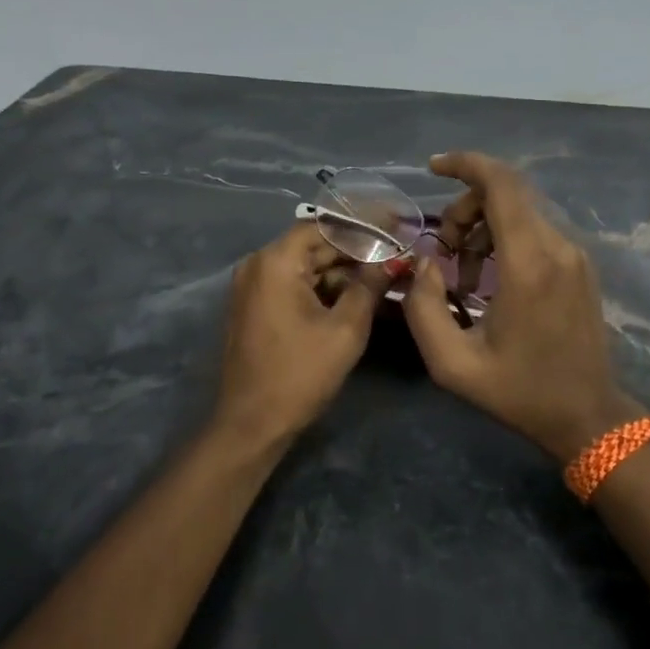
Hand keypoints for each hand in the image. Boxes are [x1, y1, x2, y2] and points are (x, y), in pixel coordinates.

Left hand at [212, 223, 384, 447]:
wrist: (252, 424)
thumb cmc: (300, 373)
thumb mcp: (345, 329)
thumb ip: (369, 286)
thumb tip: (393, 260)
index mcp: (276, 262)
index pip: (325, 226)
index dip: (364, 225)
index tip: (397, 225)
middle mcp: (258, 265)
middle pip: (315, 245)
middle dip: (357, 250)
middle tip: (398, 253)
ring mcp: (254, 287)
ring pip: (307, 267)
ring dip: (344, 271)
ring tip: (385, 275)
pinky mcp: (256, 307)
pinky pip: (295, 286)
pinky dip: (325, 288)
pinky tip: (358, 295)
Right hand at [404, 152, 639, 460]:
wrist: (587, 415)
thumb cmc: (519, 392)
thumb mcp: (452, 363)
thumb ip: (423, 307)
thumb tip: (423, 264)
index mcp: (529, 264)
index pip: (502, 184)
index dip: (466, 164)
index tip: (434, 167)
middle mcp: (558, 247)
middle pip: (508, 193)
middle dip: (465, 208)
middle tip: (443, 252)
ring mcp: (575, 255)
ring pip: (521, 211)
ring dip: (483, 227)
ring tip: (464, 277)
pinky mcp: (581, 266)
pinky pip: (536, 231)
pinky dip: (505, 239)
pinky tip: (491, 281)